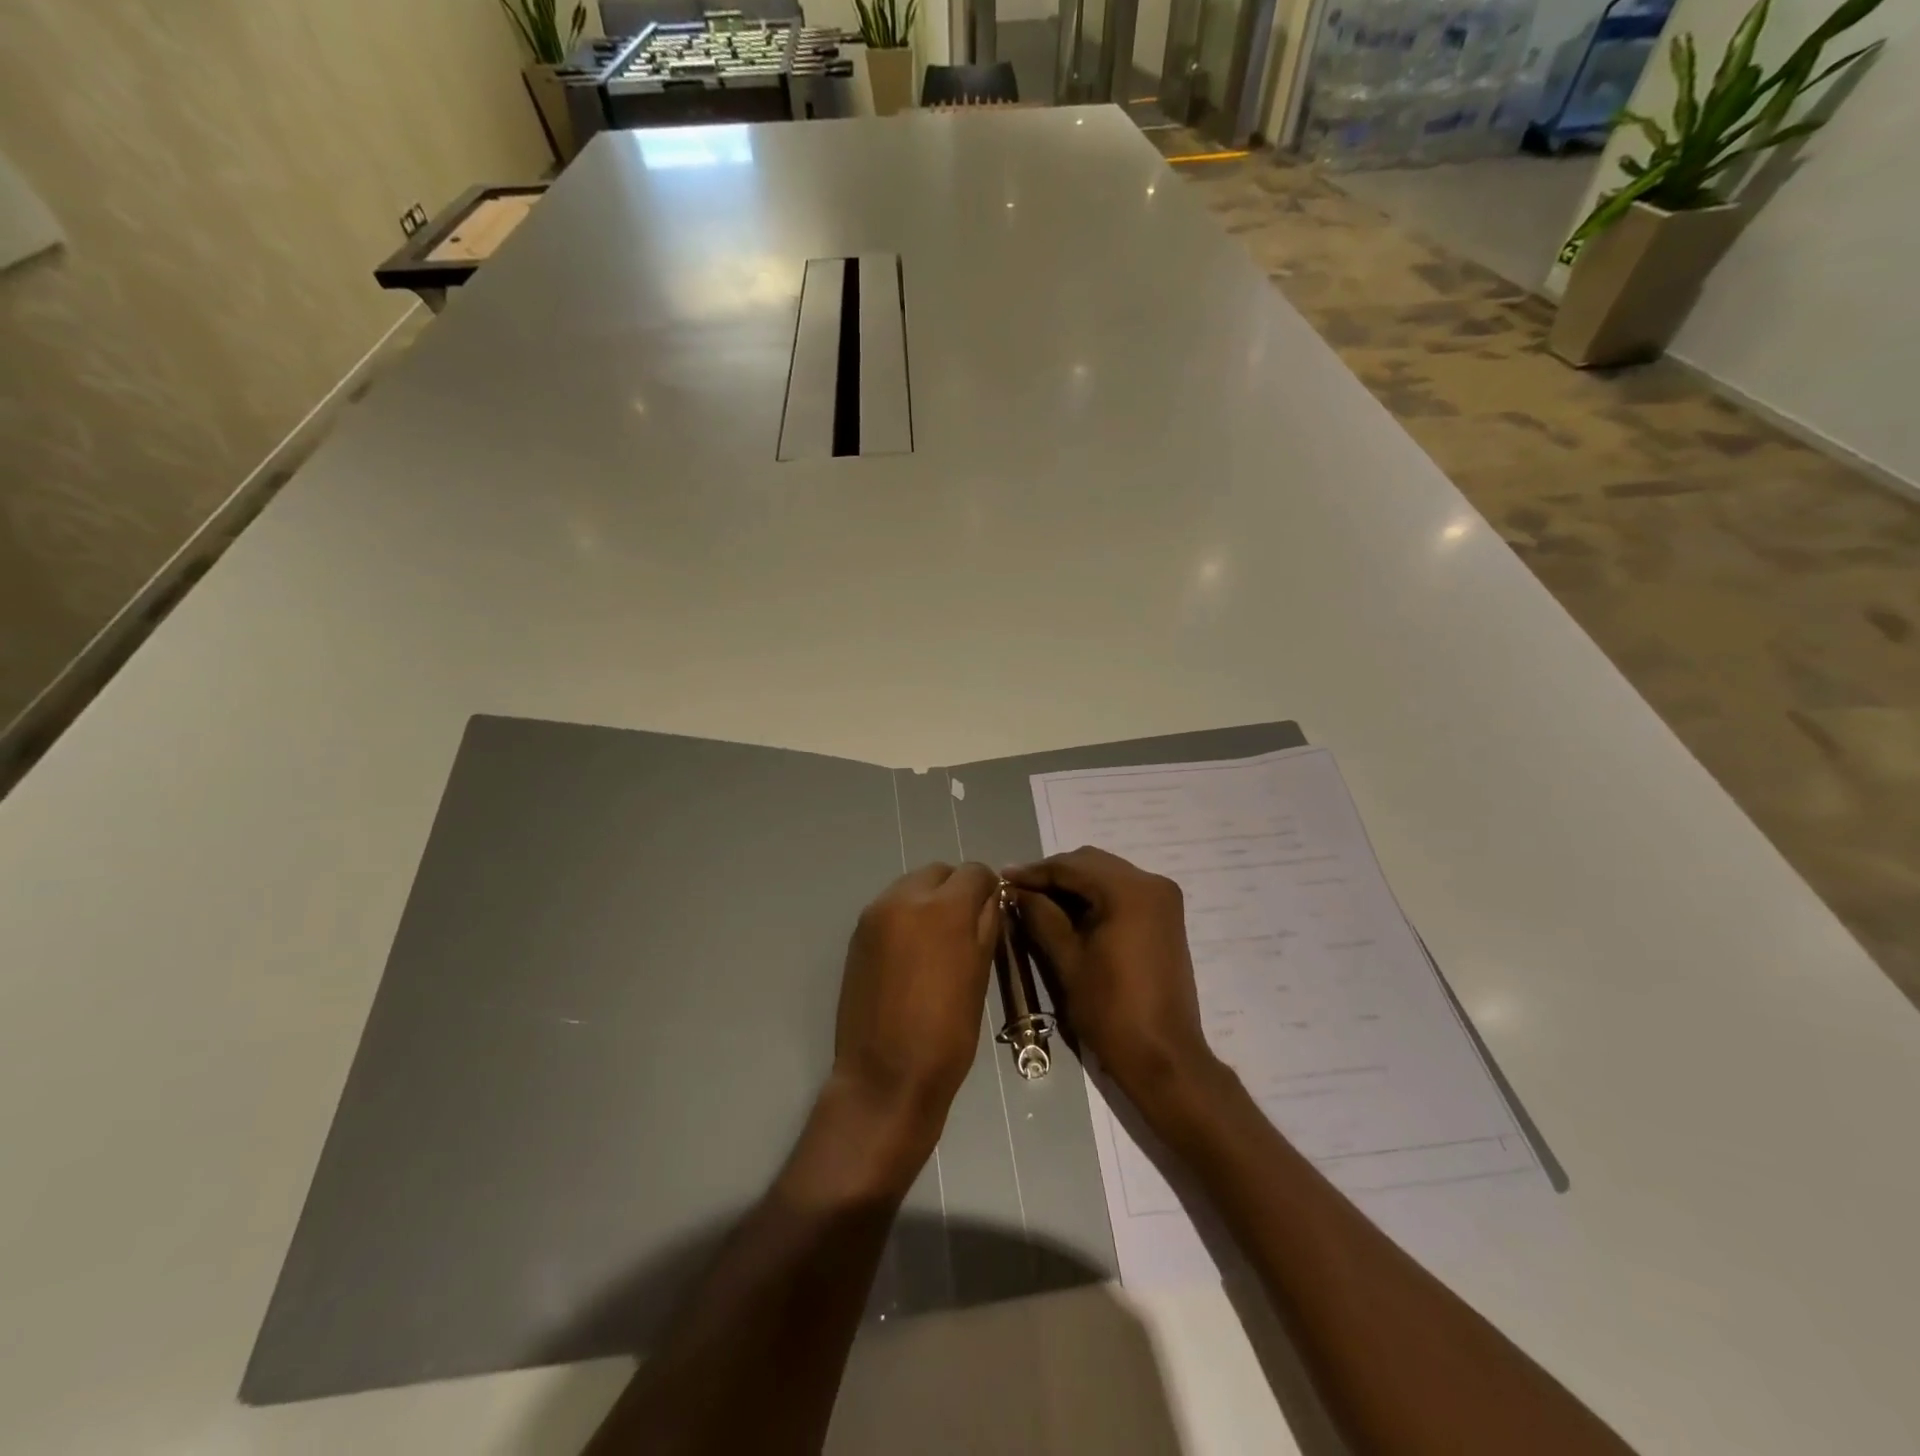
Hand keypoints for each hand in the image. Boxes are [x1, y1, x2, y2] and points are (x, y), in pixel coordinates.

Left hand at [833, 862, 999, 1134]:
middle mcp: (906, 898)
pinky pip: (890, 907)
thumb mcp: (980, 975)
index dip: (988, 888)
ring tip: (937, 941)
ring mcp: (876, 914)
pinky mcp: (857, 933)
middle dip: (956, 890)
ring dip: (929, 900)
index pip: (974, 872)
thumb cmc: (947, 1032)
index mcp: (945, 908)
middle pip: (939, 872)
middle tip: (965, 927)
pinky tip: (912, 953)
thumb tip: (990, 900)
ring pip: (911, 885)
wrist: (885, 1075)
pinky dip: (906, 916)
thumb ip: (986, 926)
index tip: (992, 911)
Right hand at [1004, 847, 1214, 1105]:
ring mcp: (1163, 899)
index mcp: (1129, 891)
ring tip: (1036, 902)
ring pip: (1106, 875)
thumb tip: (1015, 891)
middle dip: (1053, 875)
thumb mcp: (1067, 960)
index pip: (1072, 866)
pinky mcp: (1165, 917)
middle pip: (1091, 864)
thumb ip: (1040, 916)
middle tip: (1017, 891)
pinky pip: (1122, 892)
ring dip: (1073, 885)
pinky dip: (1094, 897)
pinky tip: (1067, 913)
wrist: (1163, 1057)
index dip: (1034, 871)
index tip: (1001, 878)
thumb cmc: (1111, 1010)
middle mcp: (1151, 883)